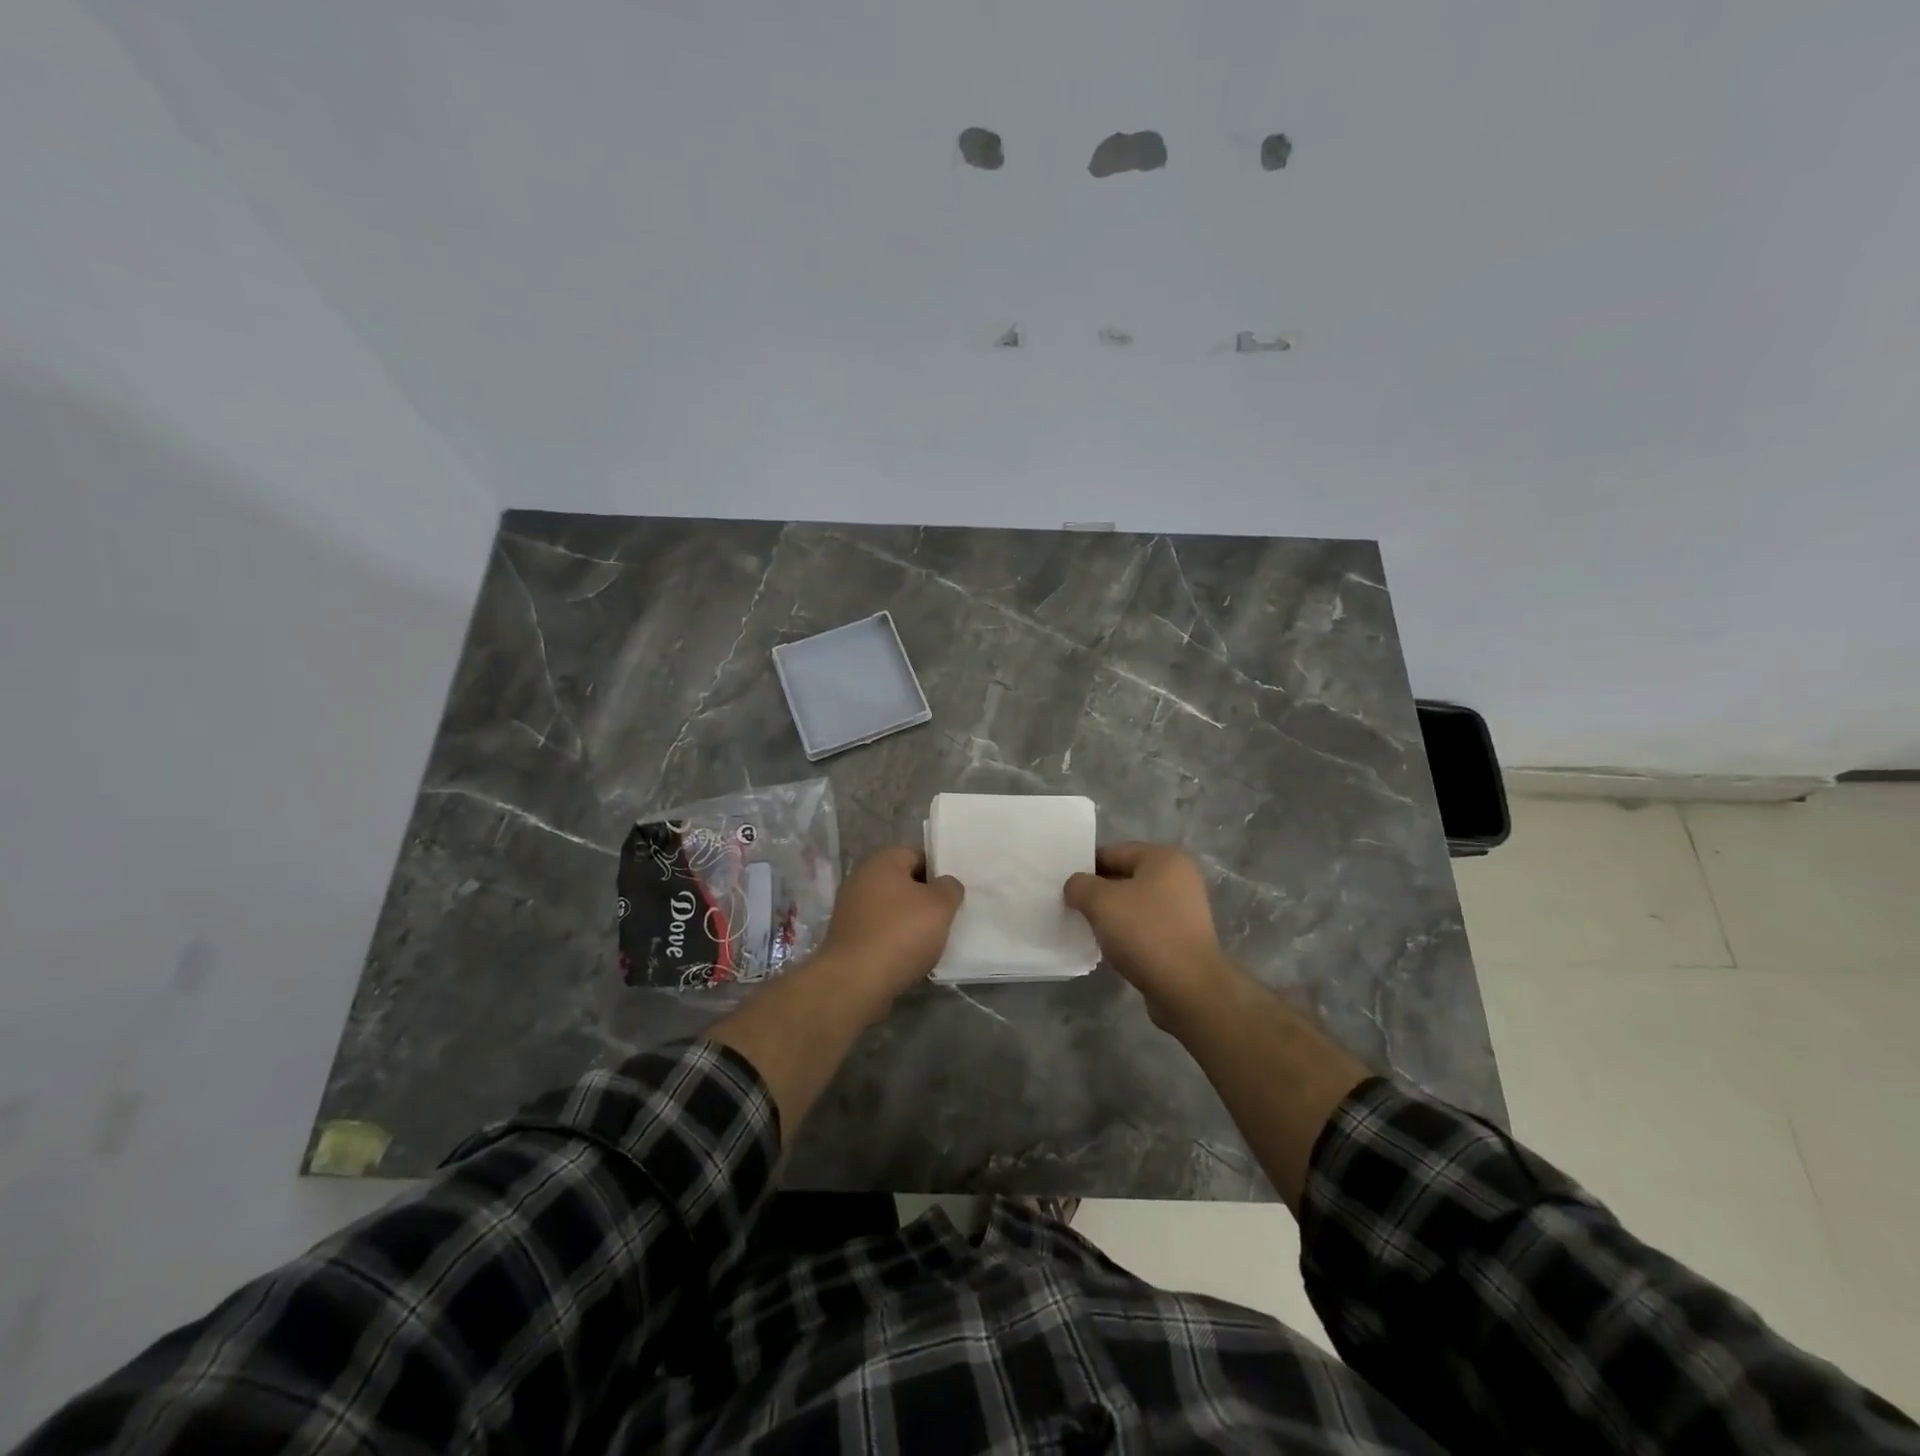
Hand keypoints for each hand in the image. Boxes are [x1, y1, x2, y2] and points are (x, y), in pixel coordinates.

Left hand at [817, 845, 964, 1006]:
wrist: (854, 981)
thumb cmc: (900, 933)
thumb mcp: (940, 906)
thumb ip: (950, 887)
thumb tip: (945, 884)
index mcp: (882, 861)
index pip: (918, 855)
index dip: (939, 872)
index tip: (953, 893)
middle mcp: (861, 879)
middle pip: (904, 883)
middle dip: (925, 900)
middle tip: (947, 917)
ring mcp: (851, 909)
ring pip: (892, 910)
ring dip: (911, 923)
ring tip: (932, 942)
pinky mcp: (848, 938)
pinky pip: (880, 932)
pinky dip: (895, 942)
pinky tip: (910, 958)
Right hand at [1064, 842, 1238, 1027]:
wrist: (1188, 990)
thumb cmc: (1145, 933)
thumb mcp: (1101, 901)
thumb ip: (1080, 885)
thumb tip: (1075, 887)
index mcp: (1165, 858)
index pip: (1113, 852)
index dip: (1085, 868)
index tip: (1064, 888)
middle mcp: (1179, 878)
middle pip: (1124, 877)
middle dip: (1097, 893)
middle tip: (1071, 908)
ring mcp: (1184, 910)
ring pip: (1133, 905)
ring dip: (1111, 916)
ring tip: (1088, 930)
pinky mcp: (1182, 939)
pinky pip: (1144, 927)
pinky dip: (1126, 935)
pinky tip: (1109, 949)